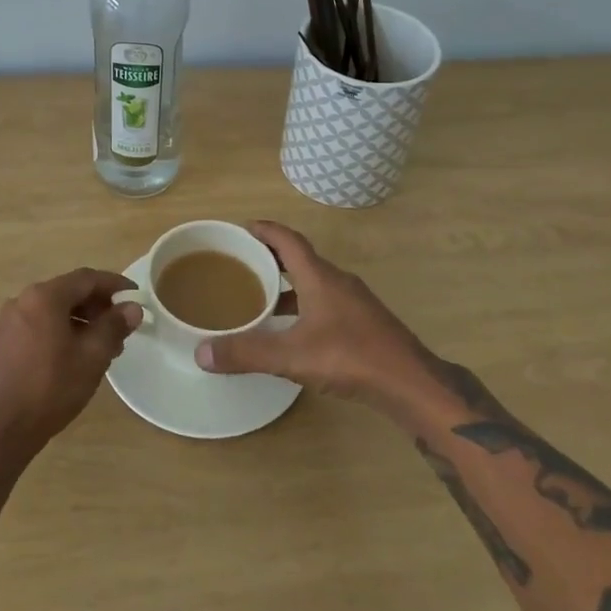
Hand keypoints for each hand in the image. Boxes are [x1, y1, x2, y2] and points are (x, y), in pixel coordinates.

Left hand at [0, 268, 142, 463]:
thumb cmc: (49, 389)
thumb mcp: (91, 358)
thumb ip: (113, 327)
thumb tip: (132, 308)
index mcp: (45, 297)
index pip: (87, 279)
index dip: (114, 285)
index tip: (136, 296)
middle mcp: (23, 300)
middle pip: (69, 292)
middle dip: (98, 306)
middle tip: (121, 327)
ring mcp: (9, 321)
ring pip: (54, 310)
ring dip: (81, 321)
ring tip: (103, 347)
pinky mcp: (2, 342)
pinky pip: (40, 325)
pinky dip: (62, 331)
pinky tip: (75, 356)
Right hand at [193, 221, 435, 408]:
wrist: (409, 383)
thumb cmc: (350, 356)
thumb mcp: (292, 356)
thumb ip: (247, 353)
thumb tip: (201, 353)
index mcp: (320, 276)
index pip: (288, 240)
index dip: (265, 230)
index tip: (243, 228)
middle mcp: (338, 281)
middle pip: (301, 258)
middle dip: (271, 257)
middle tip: (243, 263)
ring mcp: (354, 302)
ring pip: (314, 281)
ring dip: (289, 284)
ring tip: (261, 298)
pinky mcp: (364, 322)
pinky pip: (326, 301)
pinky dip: (304, 304)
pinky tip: (294, 330)